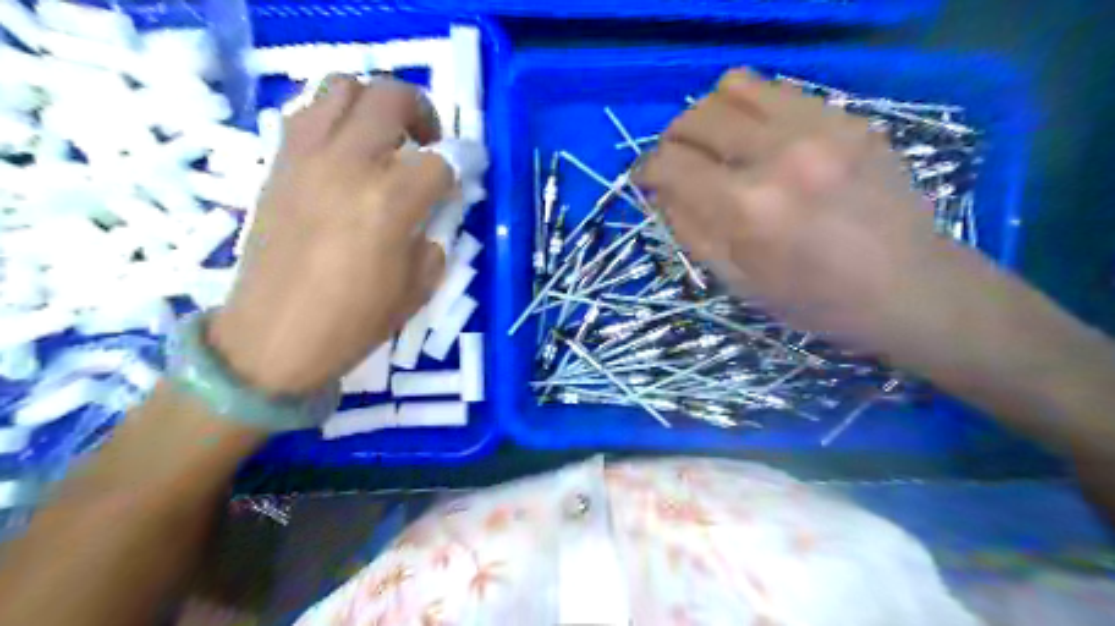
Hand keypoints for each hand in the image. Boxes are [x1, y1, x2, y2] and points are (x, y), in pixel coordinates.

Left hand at [208, 76, 451, 392]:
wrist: (273, 337)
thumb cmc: (353, 321)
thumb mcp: (417, 290)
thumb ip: (433, 242)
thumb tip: (431, 217)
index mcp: (390, 202)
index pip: (440, 161)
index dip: (462, 164)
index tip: (467, 173)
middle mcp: (349, 165)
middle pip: (391, 98)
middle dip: (422, 112)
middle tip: (428, 141)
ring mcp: (307, 158)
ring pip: (344, 87)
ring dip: (374, 103)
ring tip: (385, 136)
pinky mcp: (279, 163)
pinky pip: (309, 113)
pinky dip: (336, 117)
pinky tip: (347, 152)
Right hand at [636, 70, 958, 348]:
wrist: (909, 287)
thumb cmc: (815, 300)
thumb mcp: (738, 282)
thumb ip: (690, 230)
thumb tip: (660, 191)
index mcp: (747, 208)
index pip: (669, 163)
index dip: (646, 170)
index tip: (647, 180)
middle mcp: (778, 154)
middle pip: (695, 117)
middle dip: (673, 141)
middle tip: (680, 165)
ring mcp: (818, 128)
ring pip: (732, 88)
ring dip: (710, 116)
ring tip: (719, 145)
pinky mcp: (846, 118)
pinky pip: (777, 92)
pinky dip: (752, 111)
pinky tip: (761, 141)